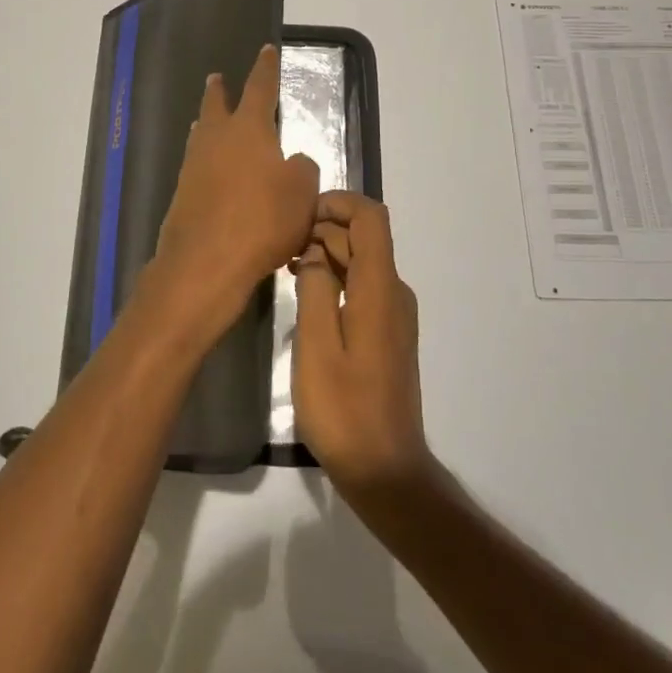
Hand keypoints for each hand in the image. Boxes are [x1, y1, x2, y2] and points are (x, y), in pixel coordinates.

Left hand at [140, 44, 320, 353]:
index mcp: (248, 129)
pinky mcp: (181, 195)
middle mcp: (216, 139)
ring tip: (209, 120)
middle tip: (217, 79)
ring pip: (201, 135)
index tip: (266, 50)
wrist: (206, 261)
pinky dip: (206, 161)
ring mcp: (193, 166)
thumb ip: (302, 168)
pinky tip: (210, 171)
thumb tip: (292, 160)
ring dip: (207, 124)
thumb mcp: (302, 192)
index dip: (265, 68)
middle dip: (220, 91)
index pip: (260, 88)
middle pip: (216, 105)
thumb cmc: (263, 219)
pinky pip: (196, 166)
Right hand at [292, 192, 434, 506]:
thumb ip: (314, 289)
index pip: (371, 218)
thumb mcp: (317, 346)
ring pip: (360, 263)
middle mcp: (393, 293)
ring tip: (282, 265)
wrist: (385, 469)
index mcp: (380, 289)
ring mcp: (392, 315)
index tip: (298, 213)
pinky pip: (361, 288)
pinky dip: (333, 279)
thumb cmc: (345, 409)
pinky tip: (303, 293)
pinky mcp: (386, 334)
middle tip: (278, 244)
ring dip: (324, 254)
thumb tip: (311, 252)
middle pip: (363, 238)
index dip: (338, 203)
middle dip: (323, 229)